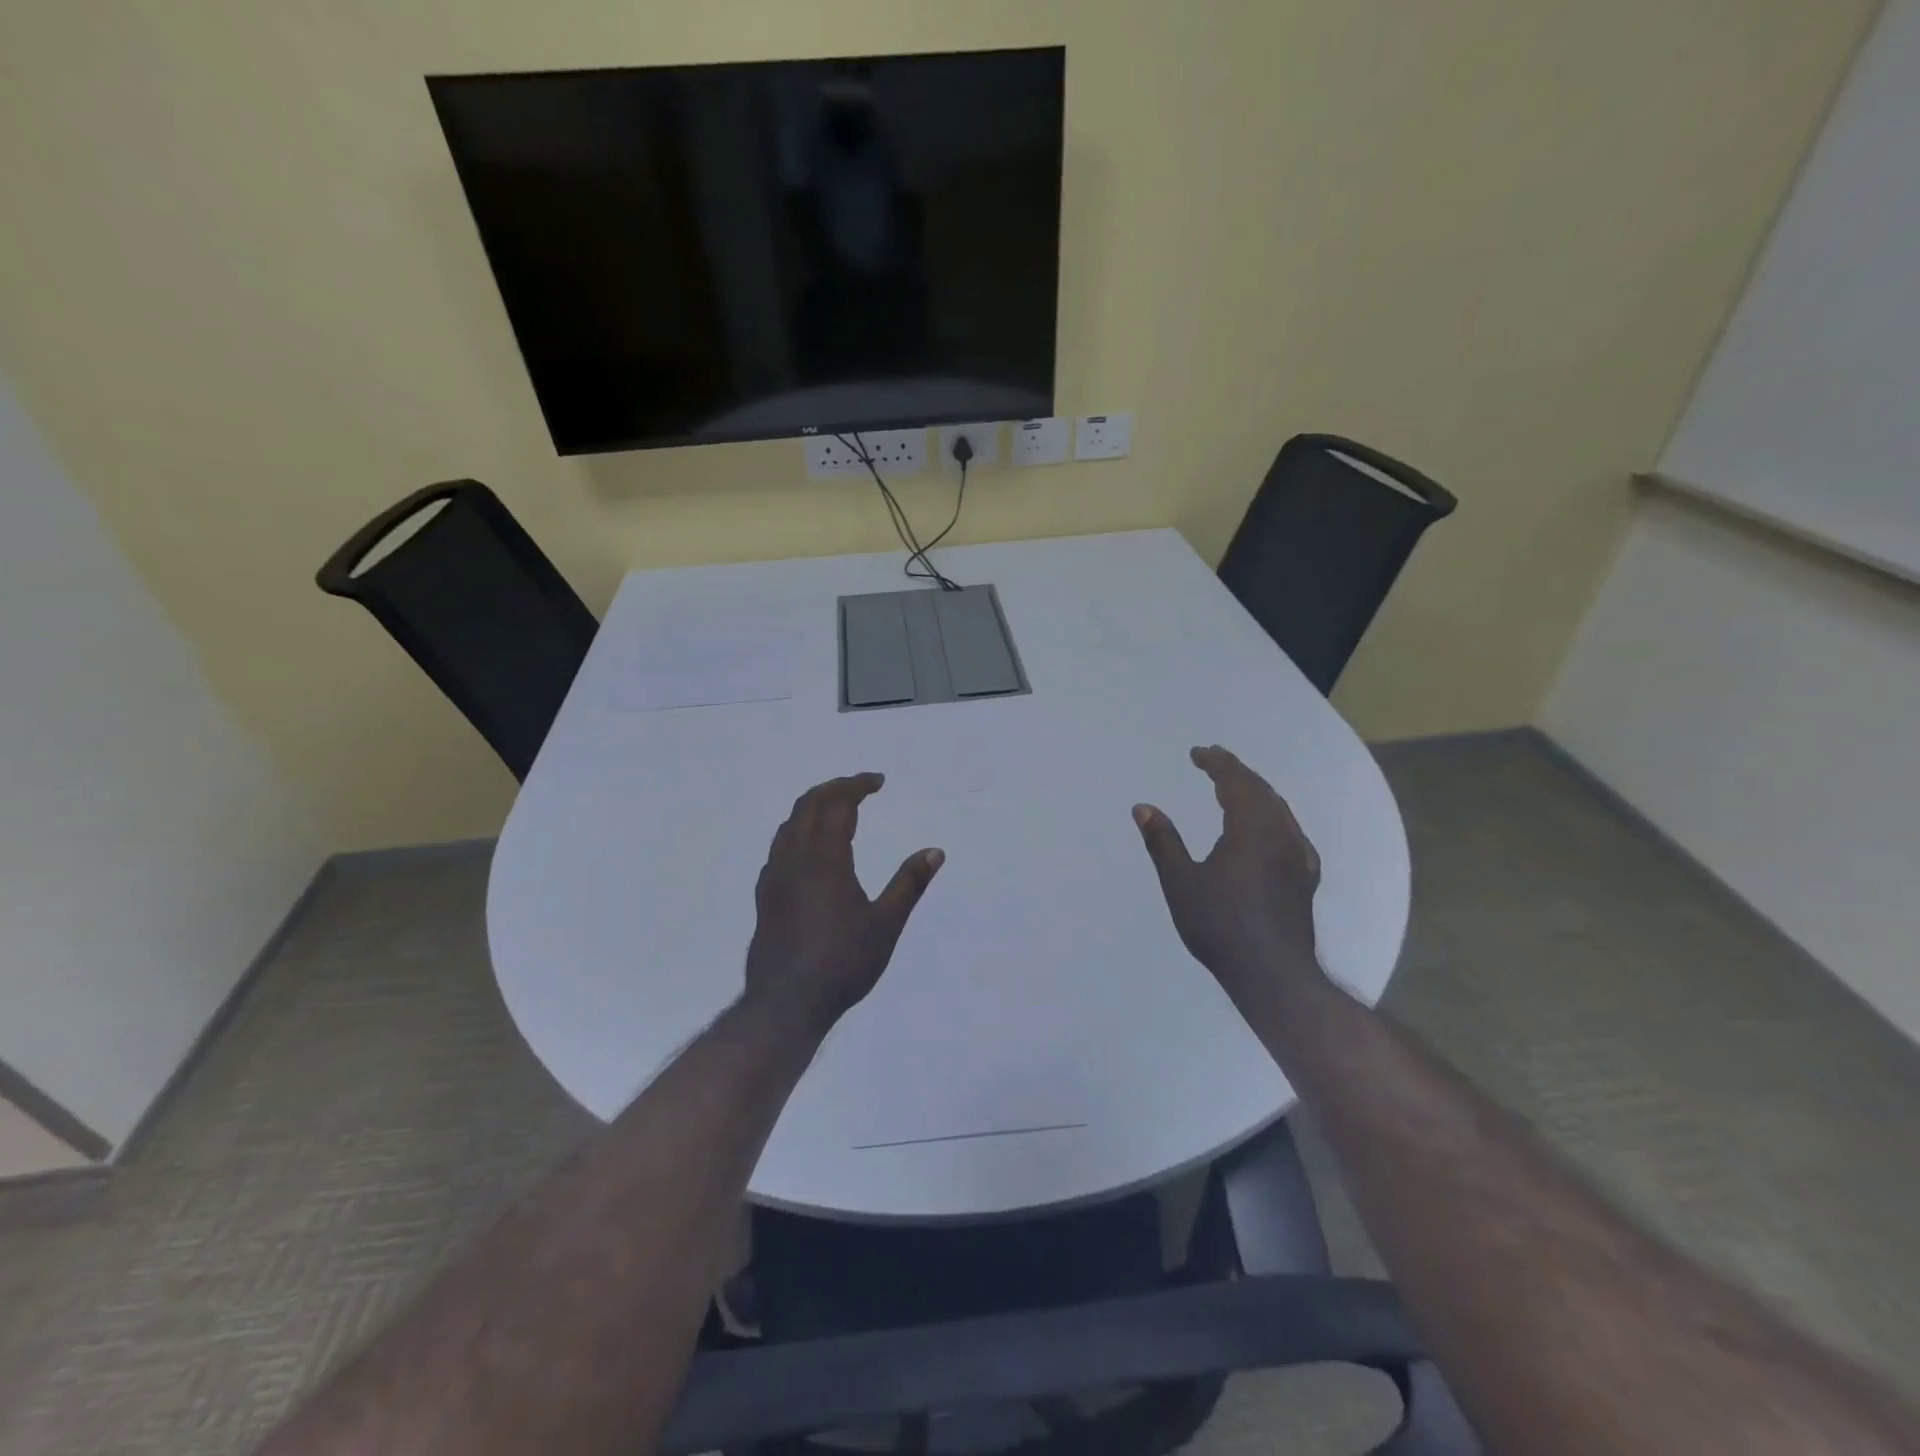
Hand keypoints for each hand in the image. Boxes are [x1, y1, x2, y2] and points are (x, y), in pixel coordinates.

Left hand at [744, 773, 943, 1037]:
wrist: (785, 1003)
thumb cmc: (842, 962)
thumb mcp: (886, 925)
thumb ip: (910, 884)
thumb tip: (935, 851)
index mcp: (825, 859)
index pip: (839, 805)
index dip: (858, 786)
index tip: (878, 781)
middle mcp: (794, 858)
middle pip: (808, 805)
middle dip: (834, 788)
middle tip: (860, 787)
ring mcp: (774, 876)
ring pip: (789, 824)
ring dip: (813, 807)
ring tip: (836, 809)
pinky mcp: (765, 896)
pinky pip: (779, 847)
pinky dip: (797, 831)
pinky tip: (809, 851)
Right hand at [1133, 746, 1325, 1009]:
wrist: (1273, 974)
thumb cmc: (1220, 926)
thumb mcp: (1180, 883)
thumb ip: (1163, 841)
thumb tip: (1143, 807)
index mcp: (1250, 830)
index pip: (1235, 782)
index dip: (1216, 763)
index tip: (1197, 753)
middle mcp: (1280, 835)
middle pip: (1261, 790)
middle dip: (1237, 771)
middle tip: (1214, 759)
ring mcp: (1298, 856)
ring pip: (1279, 809)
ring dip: (1257, 790)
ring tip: (1236, 786)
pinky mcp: (1306, 877)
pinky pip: (1291, 830)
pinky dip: (1274, 815)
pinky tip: (1270, 828)